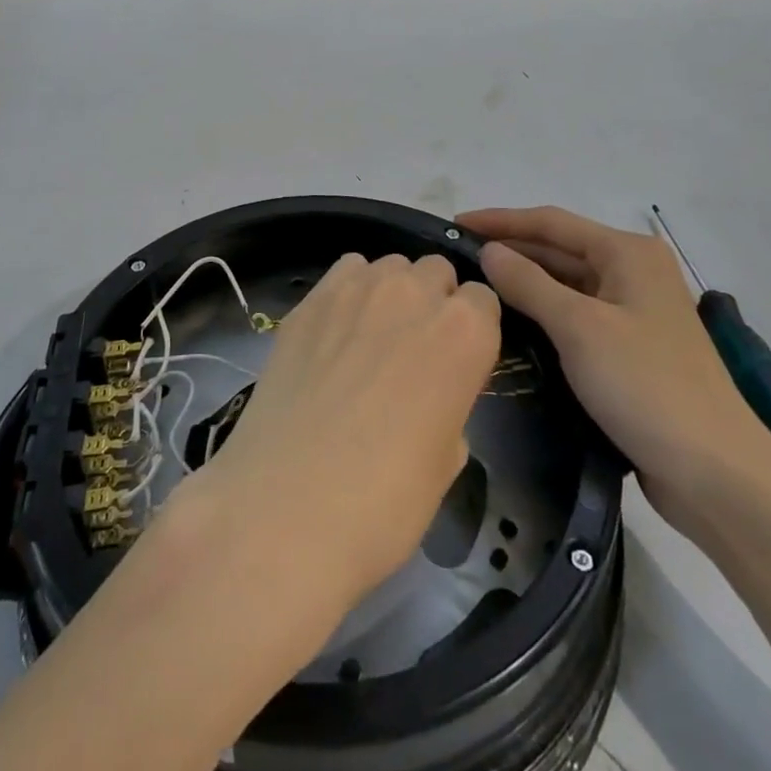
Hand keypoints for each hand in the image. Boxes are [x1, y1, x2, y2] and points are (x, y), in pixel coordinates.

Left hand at [189, 253, 501, 608]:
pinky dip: (348, 290)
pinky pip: (344, 272)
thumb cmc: (385, 500)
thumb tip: (430, 393)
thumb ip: (450, 402)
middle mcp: (415, 293)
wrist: (287, 504)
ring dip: (391, 291)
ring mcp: (357, 288)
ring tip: (370, 337)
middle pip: (436, 272)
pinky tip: (334, 331)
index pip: (483, 300)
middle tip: (413, 349)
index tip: (458, 359)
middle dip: (433, 301)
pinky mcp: (310, 297)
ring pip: (389, 266)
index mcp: (465, 333)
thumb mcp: (447, 460)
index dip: (472, 329)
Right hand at [459, 206, 770, 526]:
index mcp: (628, 253)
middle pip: (559, 249)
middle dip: (510, 250)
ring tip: (474, 288)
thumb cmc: (647, 386)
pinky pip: (576, 317)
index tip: (453, 225)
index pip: (550, 222)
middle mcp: (633, 273)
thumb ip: (529, 283)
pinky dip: (543, 314)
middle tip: (457, 260)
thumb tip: (489, 252)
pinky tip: (511, 324)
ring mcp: (634, 313)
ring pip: (566, 285)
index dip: (499, 221)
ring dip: (524, 283)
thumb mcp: (579, 328)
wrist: (717, 475)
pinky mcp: (631, 350)